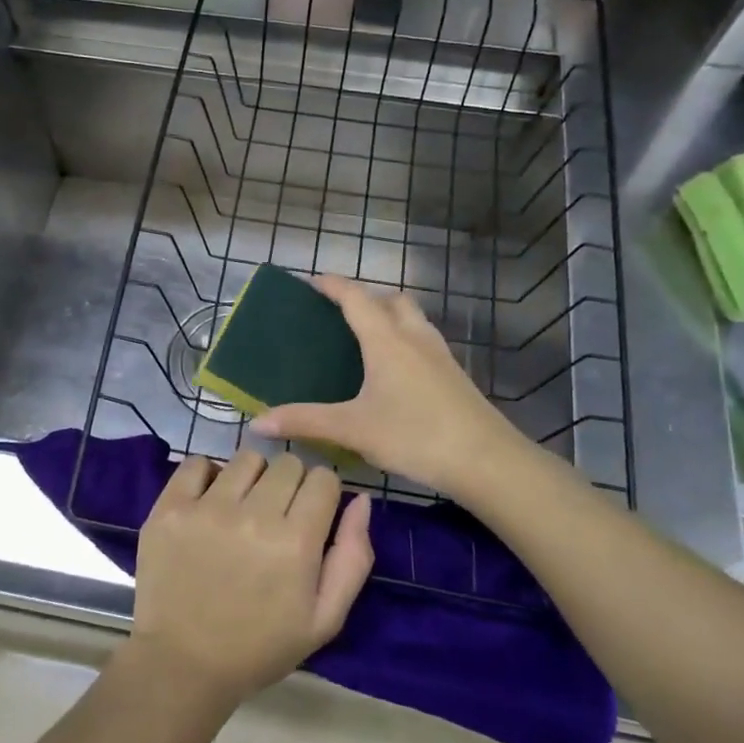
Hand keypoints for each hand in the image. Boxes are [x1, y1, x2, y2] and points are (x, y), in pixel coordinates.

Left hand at [128, 452, 372, 710]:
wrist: (182, 664)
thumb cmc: (259, 646)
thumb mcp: (324, 619)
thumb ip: (353, 558)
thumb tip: (361, 500)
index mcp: (296, 543)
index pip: (323, 478)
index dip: (322, 494)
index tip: (310, 515)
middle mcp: (254, 516)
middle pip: (288, 463)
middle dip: (290, 484)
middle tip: (275, 516)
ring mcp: (208, 508)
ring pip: (246, 458)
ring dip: (251, 478)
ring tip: (241, 508)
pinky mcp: (171, 507)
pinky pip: (196, 462)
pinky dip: (206, 475)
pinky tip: (208, 502)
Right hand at [251, 274, 531, 499]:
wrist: (486, 460)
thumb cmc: (414, 435)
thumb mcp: (353, 429)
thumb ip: (305, 421)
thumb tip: (258, 422)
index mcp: (386, 340)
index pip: (355, 297)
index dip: (331, 285)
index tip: (310, 282)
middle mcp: (414, 336)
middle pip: (390, 299)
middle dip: (364, 297)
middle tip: (338, 313)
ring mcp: (439, 354)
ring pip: (412, 317)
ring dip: (388, 314)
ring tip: (365, 337)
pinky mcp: (454, 374)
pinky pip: (423, 339)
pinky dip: (404, 338)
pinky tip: (396, 369)